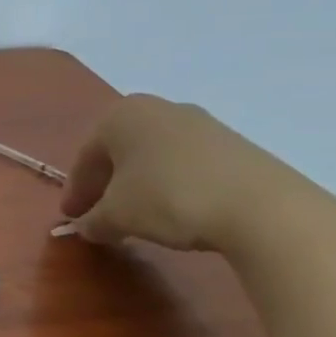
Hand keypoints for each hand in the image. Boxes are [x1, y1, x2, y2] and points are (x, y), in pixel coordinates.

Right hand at [60, 94, 308, 250]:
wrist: (262, 207)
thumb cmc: (168, 198)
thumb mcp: (117, 216)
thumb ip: (93, 220)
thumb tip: (86, 227)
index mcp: (120, 115)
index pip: (85, 157)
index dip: (76, 192)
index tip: (72, 219)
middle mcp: (157, 109)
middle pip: (119, 152)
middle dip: (107, 184)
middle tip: (101, 216)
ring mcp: (200, 123)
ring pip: (154, 156)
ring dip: (140, 185)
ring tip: (139, 217)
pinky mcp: (234, 144)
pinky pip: (187, 163)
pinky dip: (173, 185)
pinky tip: (177, 211)